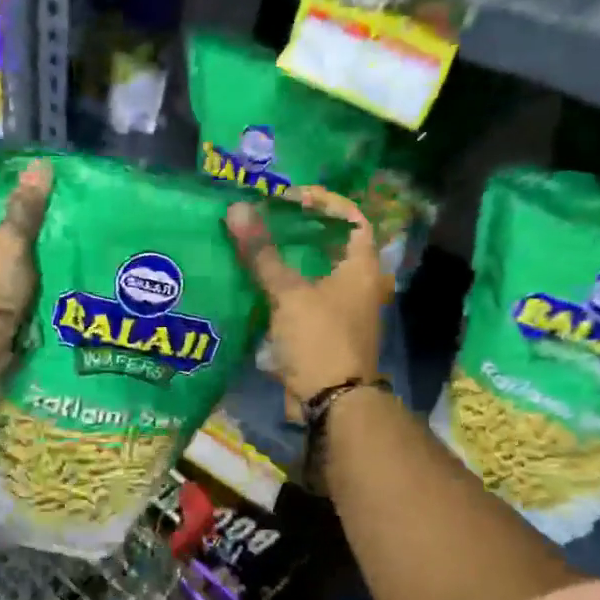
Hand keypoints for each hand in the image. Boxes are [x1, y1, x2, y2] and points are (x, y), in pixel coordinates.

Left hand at [0, 157, 51, 374]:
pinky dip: (14, 247)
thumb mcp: (11, 242)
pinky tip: (43, 247)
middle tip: (62, 197)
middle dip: (22, 197)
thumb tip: (41, 166)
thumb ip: (27, 204)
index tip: (54, 174)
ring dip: (21, 225)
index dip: (19, 168)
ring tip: (59, 220)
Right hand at [227, 187, 388, 408]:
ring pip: (315, 274)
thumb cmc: (320, 339)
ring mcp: (343, 311)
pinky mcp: (324, 332)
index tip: (291, 198)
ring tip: (256, 245)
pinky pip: (304, 299)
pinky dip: (284, 288)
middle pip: (331, 246)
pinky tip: (256, 284)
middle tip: (267, 218)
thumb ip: (262, 253)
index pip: (352, 218)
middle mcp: (359, 285)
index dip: (325, 202)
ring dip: (289, 260)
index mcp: (362, 268)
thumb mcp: (289, 293)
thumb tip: (237, 209)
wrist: (332, 402)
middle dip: (301, 230)